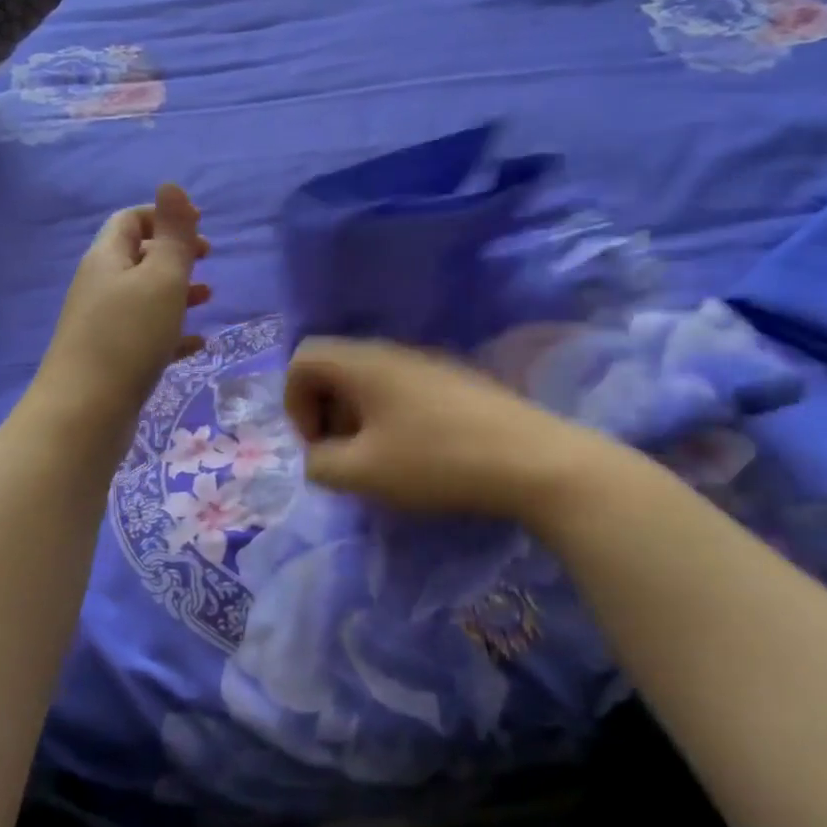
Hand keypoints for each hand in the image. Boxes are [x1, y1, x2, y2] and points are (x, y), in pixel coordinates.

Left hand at [36, 184, 210, 428]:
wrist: (85, 413)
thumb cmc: (129, 337)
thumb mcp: (161, 279)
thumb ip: (173, 234)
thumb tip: (170, 184)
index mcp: (107, 259)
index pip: (131, 220)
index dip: (164, 217)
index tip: (201, 226)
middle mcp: (99, 286)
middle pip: (138, 257)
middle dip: (175, 254)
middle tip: (209, 260)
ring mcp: (102, 325)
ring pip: (144, 297)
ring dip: (177, 292)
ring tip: (210, 299)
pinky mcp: (111, 359)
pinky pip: (146, 335)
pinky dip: (172, 332)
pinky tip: (197, 344)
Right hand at [283, 337, 610, 527]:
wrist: (531, 460)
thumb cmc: (436, 461)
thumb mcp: (363, 473)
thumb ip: (321, 464)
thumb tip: (318, 456)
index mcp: (363, 363)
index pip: (303, 358)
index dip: (294, 402)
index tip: (317, 445)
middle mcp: (392, 352)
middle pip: (336, 368)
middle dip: (325, 413)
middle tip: (343, 457)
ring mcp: (428, 363)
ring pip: (370, 381)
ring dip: (358, 419)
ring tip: (377, 461)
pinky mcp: (455, 382)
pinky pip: (402, 390)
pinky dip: (390, 418)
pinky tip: (415, 455)